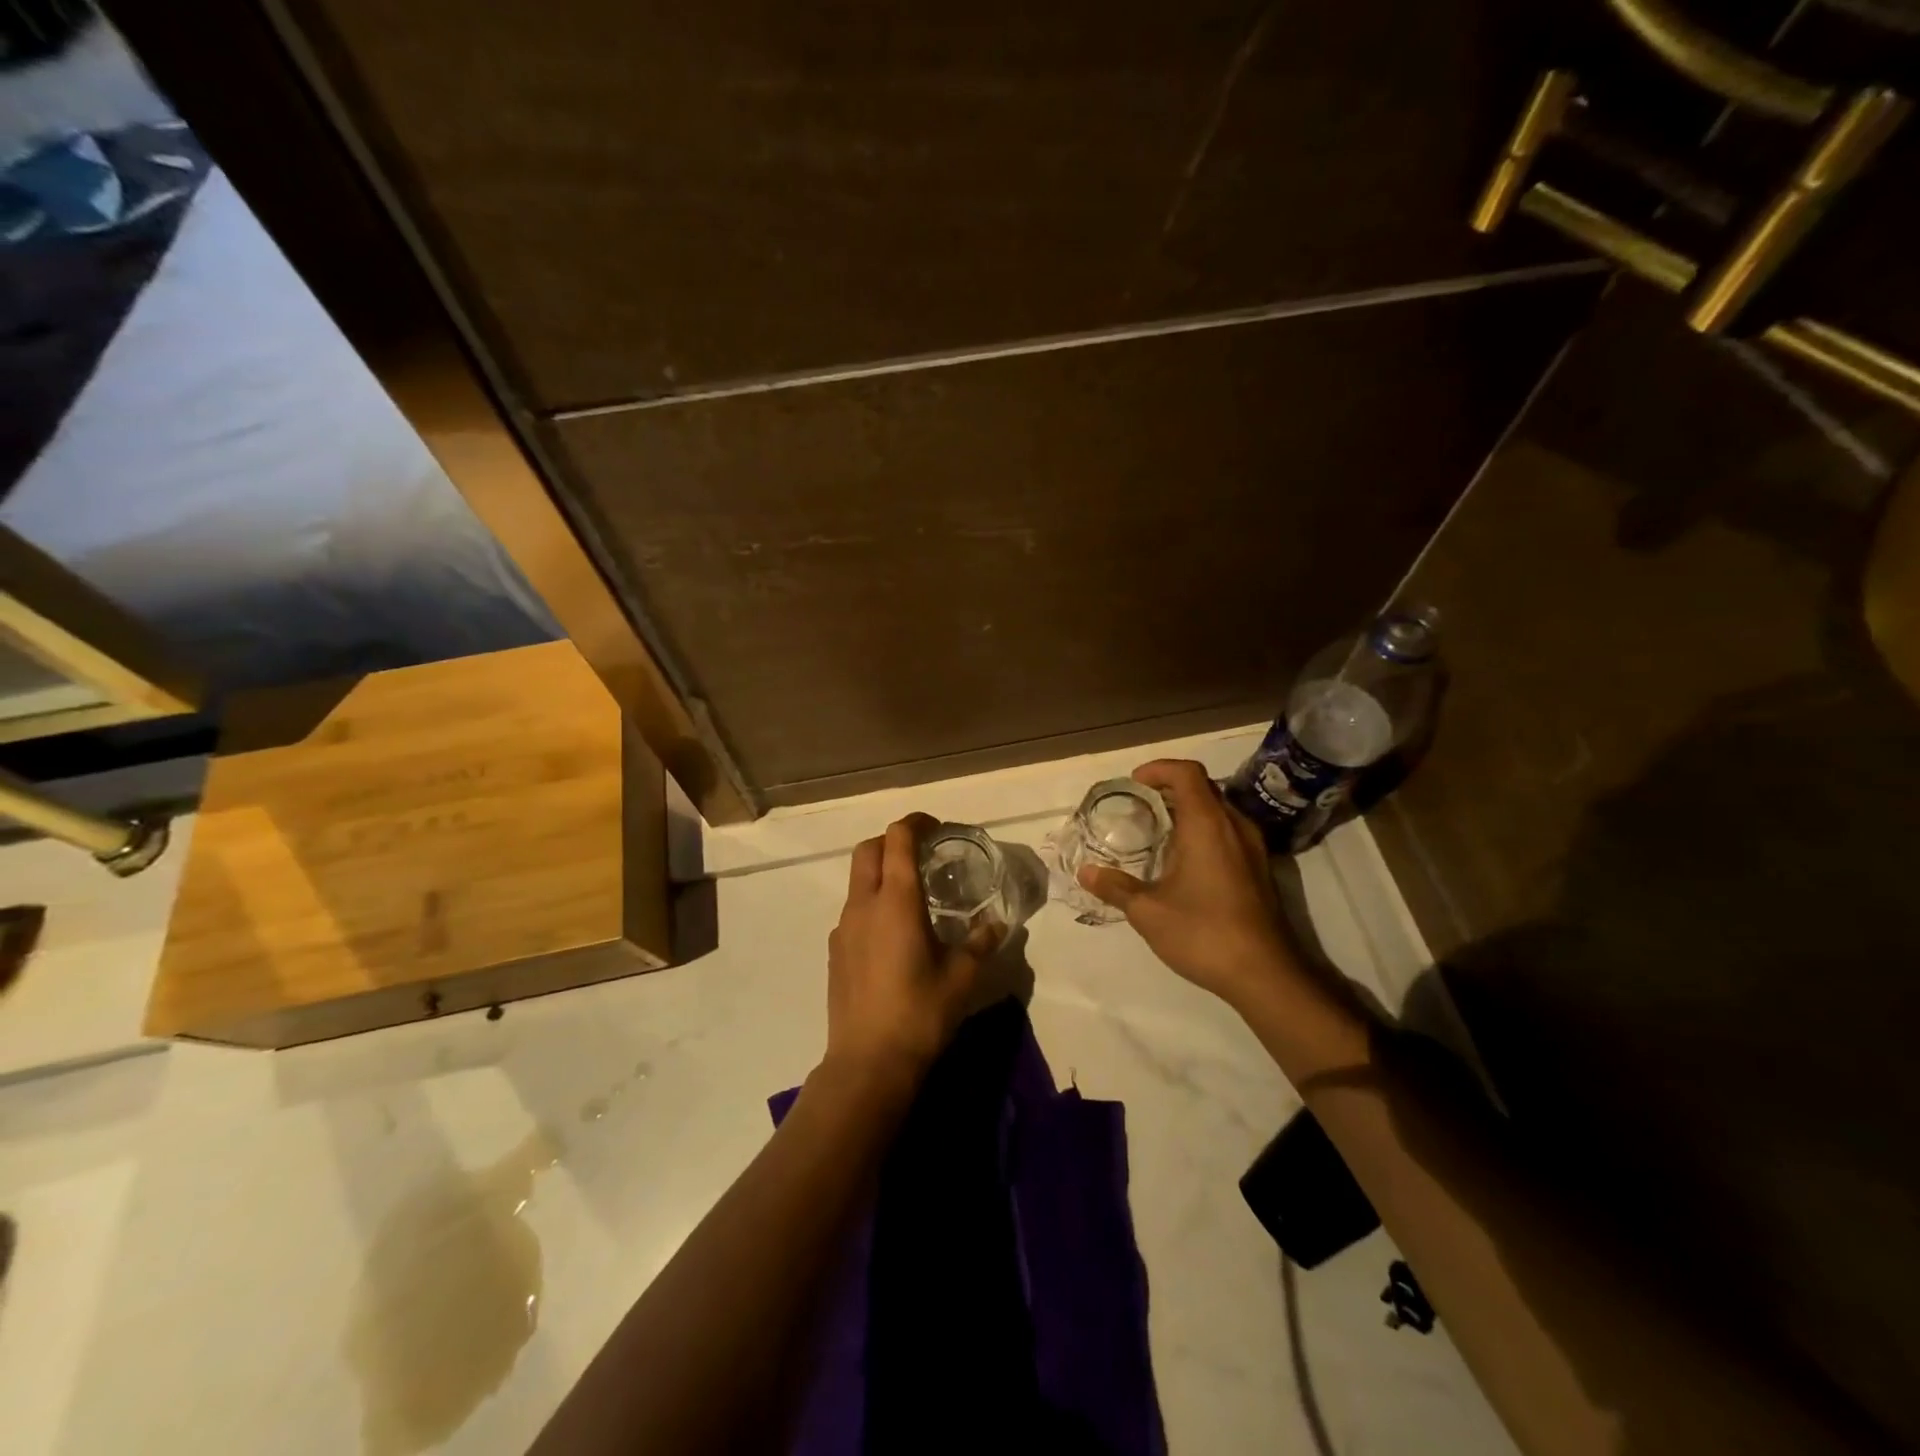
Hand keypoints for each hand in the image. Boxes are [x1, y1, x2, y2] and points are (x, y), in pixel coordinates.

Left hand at [825, 813, 998, 1092]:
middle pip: (868, 849)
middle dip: (892, 840)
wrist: (868, 1062)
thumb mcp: (962, 977)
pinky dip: (872, 903)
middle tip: (922, 853)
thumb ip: (980, 943)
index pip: (897, 839)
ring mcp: (844, 928)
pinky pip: (853, 910)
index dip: (915, 823)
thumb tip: (996, 924)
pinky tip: (893, 935)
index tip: (935, 827)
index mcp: (896, 901)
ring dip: (880, 873)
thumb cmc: (920, 1013)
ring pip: (857, 880)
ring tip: (911, 896)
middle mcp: (864, 905)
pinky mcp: (835, 951)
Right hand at [1077, 759, 1302, 1009]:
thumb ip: (1116, 887)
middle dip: (1170, 787)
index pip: (1187, 773)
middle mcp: (1234, 826)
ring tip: (1159, 830)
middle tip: (1140, 805)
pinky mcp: (1259, 868)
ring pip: (1219, 808)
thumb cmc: (1203, 933)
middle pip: (1204, 787)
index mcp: (1207, 825)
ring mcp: (1252, 847)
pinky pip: (1228, 830)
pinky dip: (1204, 829)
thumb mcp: (1148, 912)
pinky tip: (1184, 860)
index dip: (1159, 769)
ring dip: (1189, 809)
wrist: (1265, 974)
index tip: (1134, 783)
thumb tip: (1085, 872)